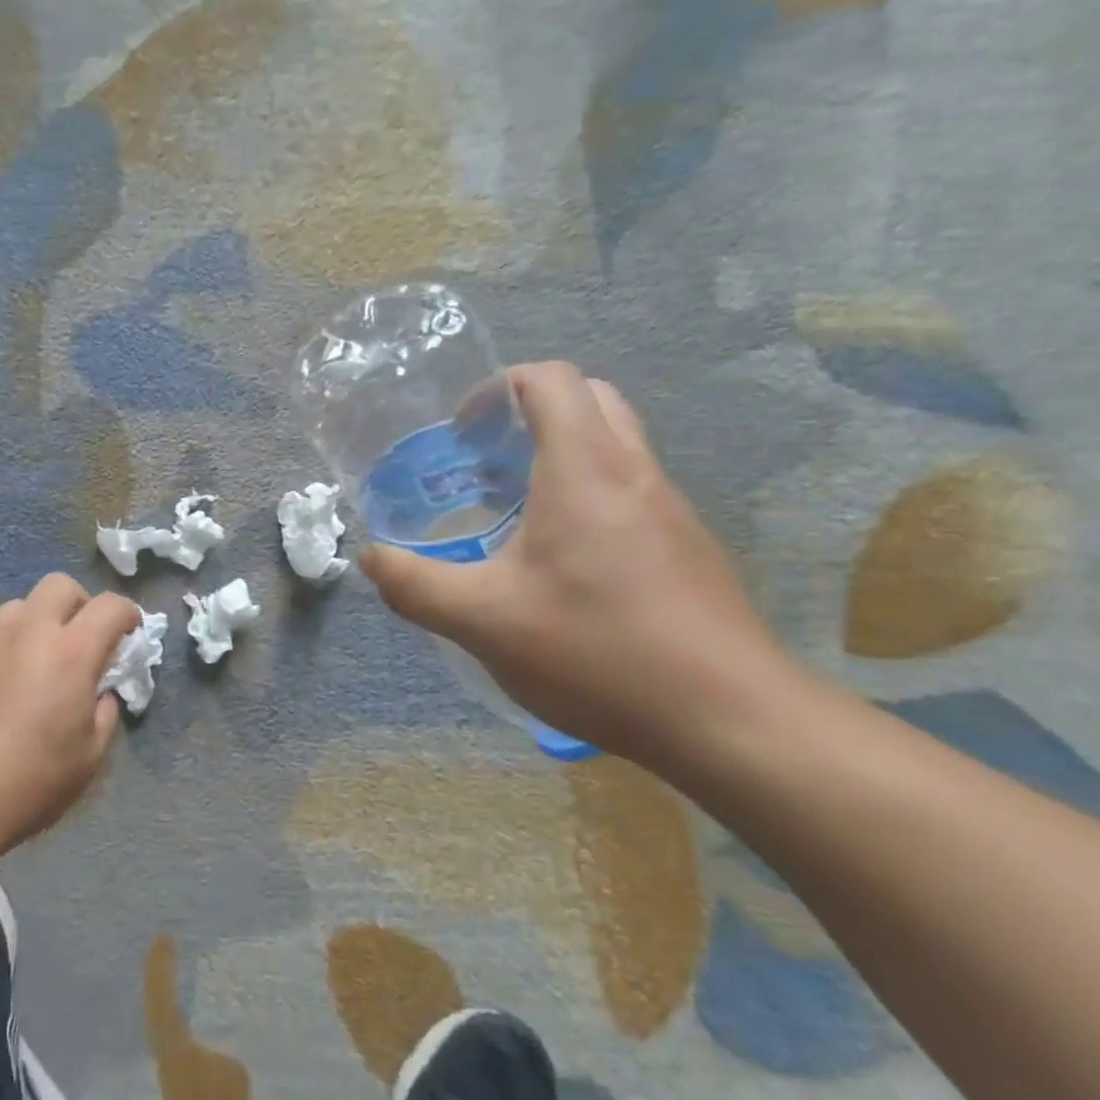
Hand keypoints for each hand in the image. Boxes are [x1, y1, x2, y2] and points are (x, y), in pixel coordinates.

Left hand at [0, 574, 142, 856]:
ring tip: (33, 664)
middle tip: (80, 641)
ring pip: (17, 607)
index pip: (110, 606)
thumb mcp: (89, 757)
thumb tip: (99, 693)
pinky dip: (0, 651)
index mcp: (70, 653)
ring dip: (36, 624)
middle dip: (79, 605)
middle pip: (59, 585)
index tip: (129, 634)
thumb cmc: (29, 783)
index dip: (128, 614)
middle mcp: (27, 632)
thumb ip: (104, 713)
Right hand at [361, 361, 793, 756]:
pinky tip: (558, 563)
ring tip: (509, 510)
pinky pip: (630, 492)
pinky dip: (587, 496)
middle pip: (588, 400)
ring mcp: (670, 510)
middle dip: (530, 413)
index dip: (498, 386)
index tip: (461, 430)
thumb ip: (414, 585)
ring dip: (559, 455)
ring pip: (615, 446)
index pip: (550, 380)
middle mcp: (634, 473)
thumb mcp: (482, 620)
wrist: (729, 720)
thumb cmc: (597, 650)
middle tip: (484, 459)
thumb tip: (370, 559)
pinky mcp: (686, 548)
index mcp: (584, 469)